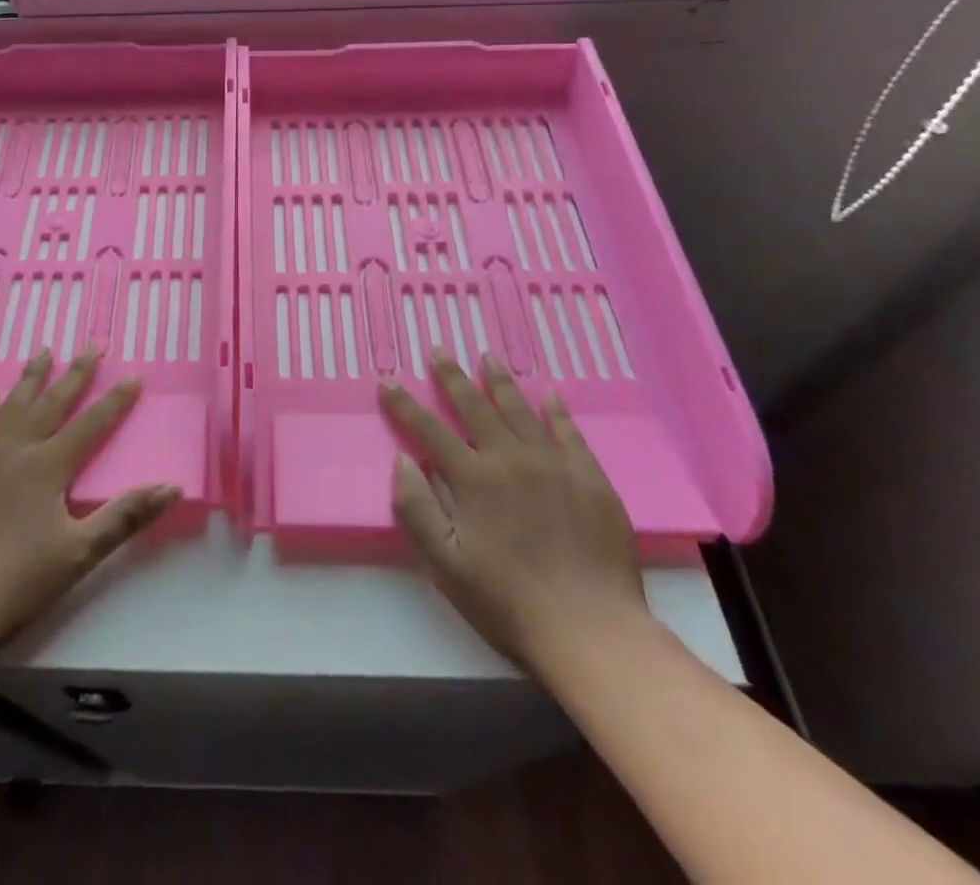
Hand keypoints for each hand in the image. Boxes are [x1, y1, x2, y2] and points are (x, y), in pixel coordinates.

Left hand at [0, 349, 180, 653]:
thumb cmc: (17, 581)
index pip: (90, 425)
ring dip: (29, 378)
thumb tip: (172, 487)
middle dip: (75, 374)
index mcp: (47, 467)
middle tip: (91, 345)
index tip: (133, 376)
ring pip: (10, 408)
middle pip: (51, 404)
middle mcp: (15, 451)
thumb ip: (126, 517)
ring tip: (42, 351)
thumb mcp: (81, 552)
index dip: (114, 401)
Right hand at [379, 353, 647, 672]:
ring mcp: (553, 464)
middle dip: (452, 377)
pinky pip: (569, 432)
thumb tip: (402, 461)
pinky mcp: (590, 477)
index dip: (404, 405)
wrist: (591, 629)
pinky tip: (550, 394)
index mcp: (473, 479)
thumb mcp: (446, 565)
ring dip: (500, 381)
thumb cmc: (509, 601)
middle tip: (439, 350)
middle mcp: (510, 459)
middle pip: (474, 407)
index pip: (429, 431)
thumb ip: (417, 510)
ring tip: (487, 356)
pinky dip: (556, 411)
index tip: (387, 381)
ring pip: (520, 410)